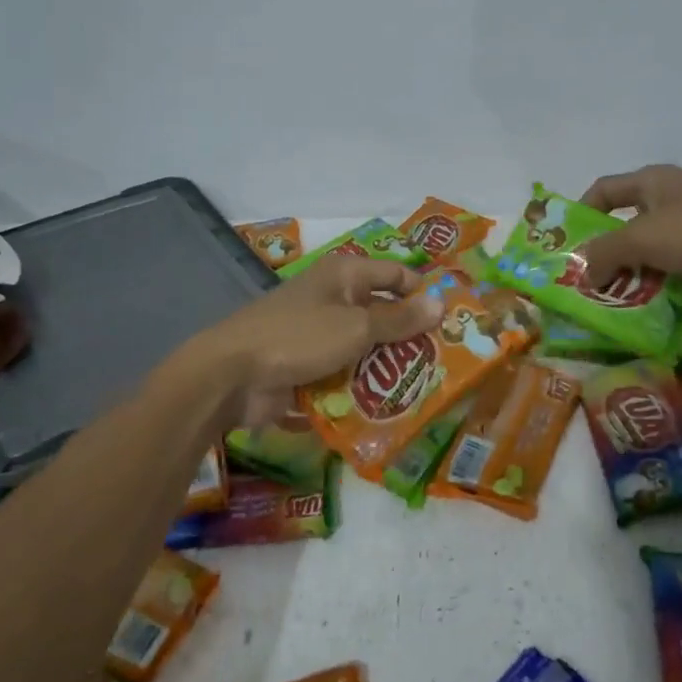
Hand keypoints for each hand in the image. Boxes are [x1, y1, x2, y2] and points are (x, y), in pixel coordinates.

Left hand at [198, 256, 442, 428]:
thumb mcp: (357, 327)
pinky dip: (361, 386)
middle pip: (382, 313)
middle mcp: (333, 298)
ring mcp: (318, 334)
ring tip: (422, 389)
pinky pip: (344, 372)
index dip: (422, 292)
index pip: (395, 274)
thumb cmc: (299, 337)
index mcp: (345, 275)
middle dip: (408, 336)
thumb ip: (400, 320)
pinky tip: (386, 407)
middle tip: (443, 361)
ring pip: (365, 347)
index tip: (449, 320)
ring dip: (386, 366)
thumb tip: (441, 304)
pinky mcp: (307, 366)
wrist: (232, 376)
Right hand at [579, 165, 681, 315]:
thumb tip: (583, 272)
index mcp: (654, 182)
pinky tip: (654, 312)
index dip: (581, 212)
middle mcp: (675, 199)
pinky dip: (666, 288)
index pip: (604, 189)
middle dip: (608, 254)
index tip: (566, 246)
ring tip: (616, 306)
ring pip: (656, 252)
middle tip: (589, 287)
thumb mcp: (644, 239)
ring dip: (636, 276)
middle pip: (629, 224)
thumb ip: (605, 253)